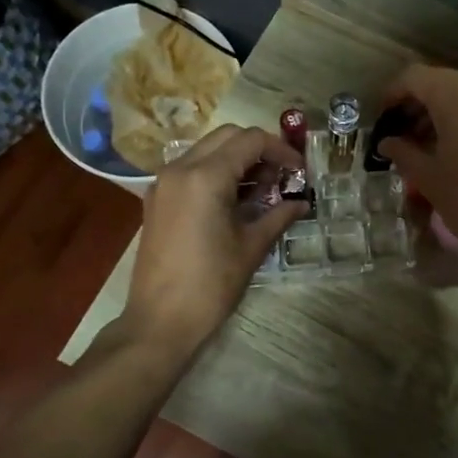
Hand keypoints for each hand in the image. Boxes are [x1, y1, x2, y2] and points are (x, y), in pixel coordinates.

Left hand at [124, 125, 303, 358]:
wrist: (160, 320)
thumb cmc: (210, 285)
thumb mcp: (251, 248)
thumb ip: (278, 216)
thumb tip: (301, 202)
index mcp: (205, 177)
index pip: (250, 140)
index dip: (280, 150)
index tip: (299, 170)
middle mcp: (180, 168)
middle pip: (227, 136)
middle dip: (258, 149)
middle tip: (281, 176)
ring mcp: (163, 183)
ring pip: (206, 150)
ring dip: (236, 159)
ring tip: (260, 190)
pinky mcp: (156, 199)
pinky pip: (190, 169)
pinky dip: (215, 172)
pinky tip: (233, 201)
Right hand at [376, 65, 457, 281]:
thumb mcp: (428, 178)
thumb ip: (403, 151)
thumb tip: (388, 142)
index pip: (415, 77)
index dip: (393, 93)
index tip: (382, 118)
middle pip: (443, 81)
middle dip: (418, 102)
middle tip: (402, 132)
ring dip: (444, 110)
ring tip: (428, 142)